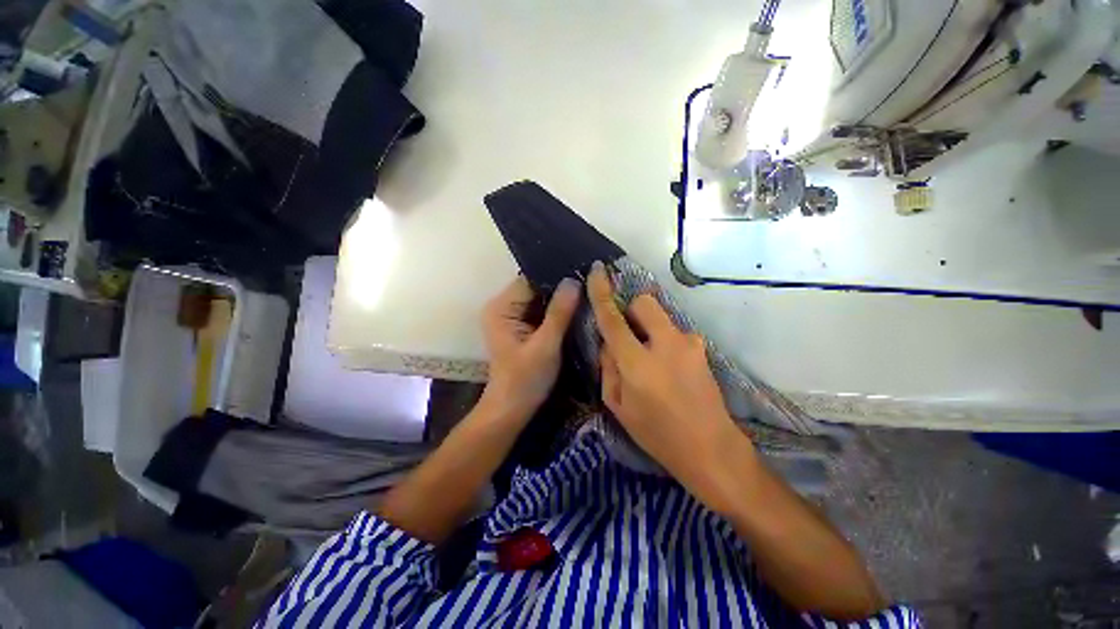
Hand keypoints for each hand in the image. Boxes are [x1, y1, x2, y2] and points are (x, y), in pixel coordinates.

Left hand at [481, 276, 580, 421]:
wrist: (512, 409)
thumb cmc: (526, 380)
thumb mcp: (546, 345)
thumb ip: (559, 312)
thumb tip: (573, 280)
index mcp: (501, 307)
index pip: (530, 280)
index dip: (556, 276)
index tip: (582, 273)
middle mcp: (502, 306)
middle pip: (535, 288)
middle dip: (560, 288)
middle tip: (589, 284)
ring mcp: (511, 317)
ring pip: (540, 299)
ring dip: (560, 299)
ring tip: (586, 293)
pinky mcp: (520, 327)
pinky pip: (540, 311)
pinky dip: (556, 311)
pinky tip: (575, 309)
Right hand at [588, 262, 746, 500]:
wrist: (711, 449)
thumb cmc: (656, 433)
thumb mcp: (618, 405)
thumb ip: (608, 367)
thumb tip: (609, 342)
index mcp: (637, 363)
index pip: (613, 319)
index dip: (602, 292)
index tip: (597, 270)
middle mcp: (665, 344)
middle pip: (644, 302)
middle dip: (632, 309)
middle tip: (629, 334)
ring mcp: (689, 343)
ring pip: (661, 317)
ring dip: (650, 329)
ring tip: (652, 360)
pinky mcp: (702, 348)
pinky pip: (675, 332)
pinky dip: (665, 341)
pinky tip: (670, 368)